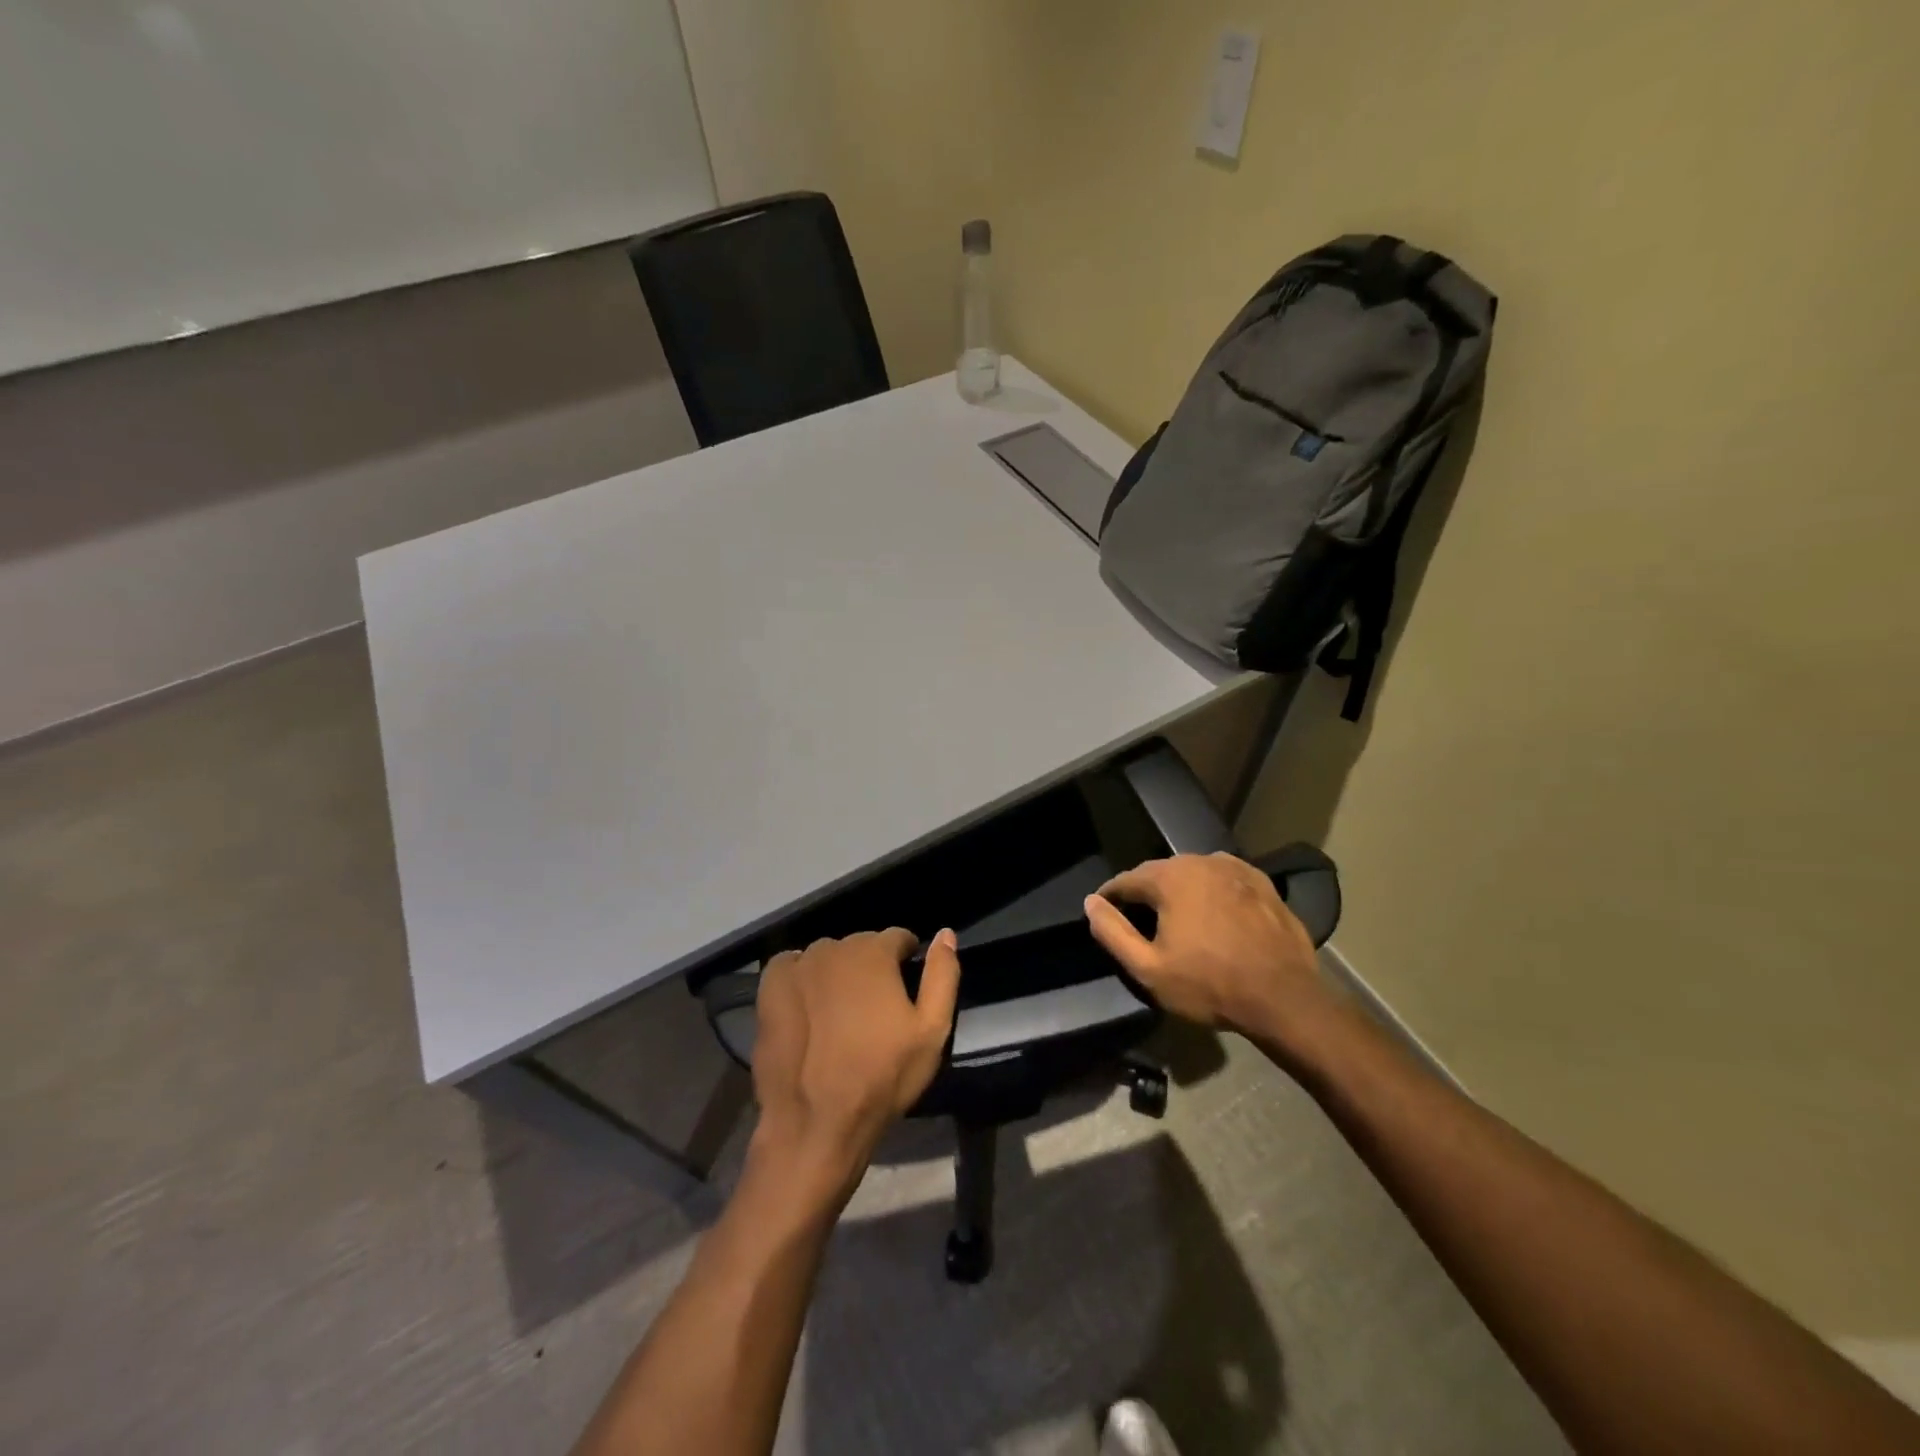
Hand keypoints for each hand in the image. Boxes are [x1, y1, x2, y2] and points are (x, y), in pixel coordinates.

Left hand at [749, 928, 960, 1204]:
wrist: (816, 1122)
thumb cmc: (882, 1077)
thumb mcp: (931, 1031)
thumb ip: (942, 975)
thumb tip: (945, 933)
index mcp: (874, 953)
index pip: (897, 937)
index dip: (906, 959)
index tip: (906, 985)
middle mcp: (833, 949)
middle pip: (860, 946)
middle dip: (871, 966)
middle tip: (874, 1007)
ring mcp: (797, 967)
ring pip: (826, 956)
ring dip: (837, 972)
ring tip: (840, 1011)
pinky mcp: (770, 989)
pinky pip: (790, 966)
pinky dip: (801, 976)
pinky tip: (806, 1004)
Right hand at [1084, 853, 1327, 1044]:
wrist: (1284, 998)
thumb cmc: (1209, 985)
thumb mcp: (1149, 968)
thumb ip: (1113, 932)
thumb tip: (1091, 902)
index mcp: (1169, 878)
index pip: (1126, 880)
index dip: (1111, 897)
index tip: (1104, 913)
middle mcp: (1200, 861)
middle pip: (1160, 872)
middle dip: (1146, 892)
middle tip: (1141, 920)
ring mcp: (1235, 868)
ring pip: (1194, 873)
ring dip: (1181, 890)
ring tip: (1178, 917)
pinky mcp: (1262, 882)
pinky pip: (1224, 879)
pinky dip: (1213, 891)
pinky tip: (1215, 913)